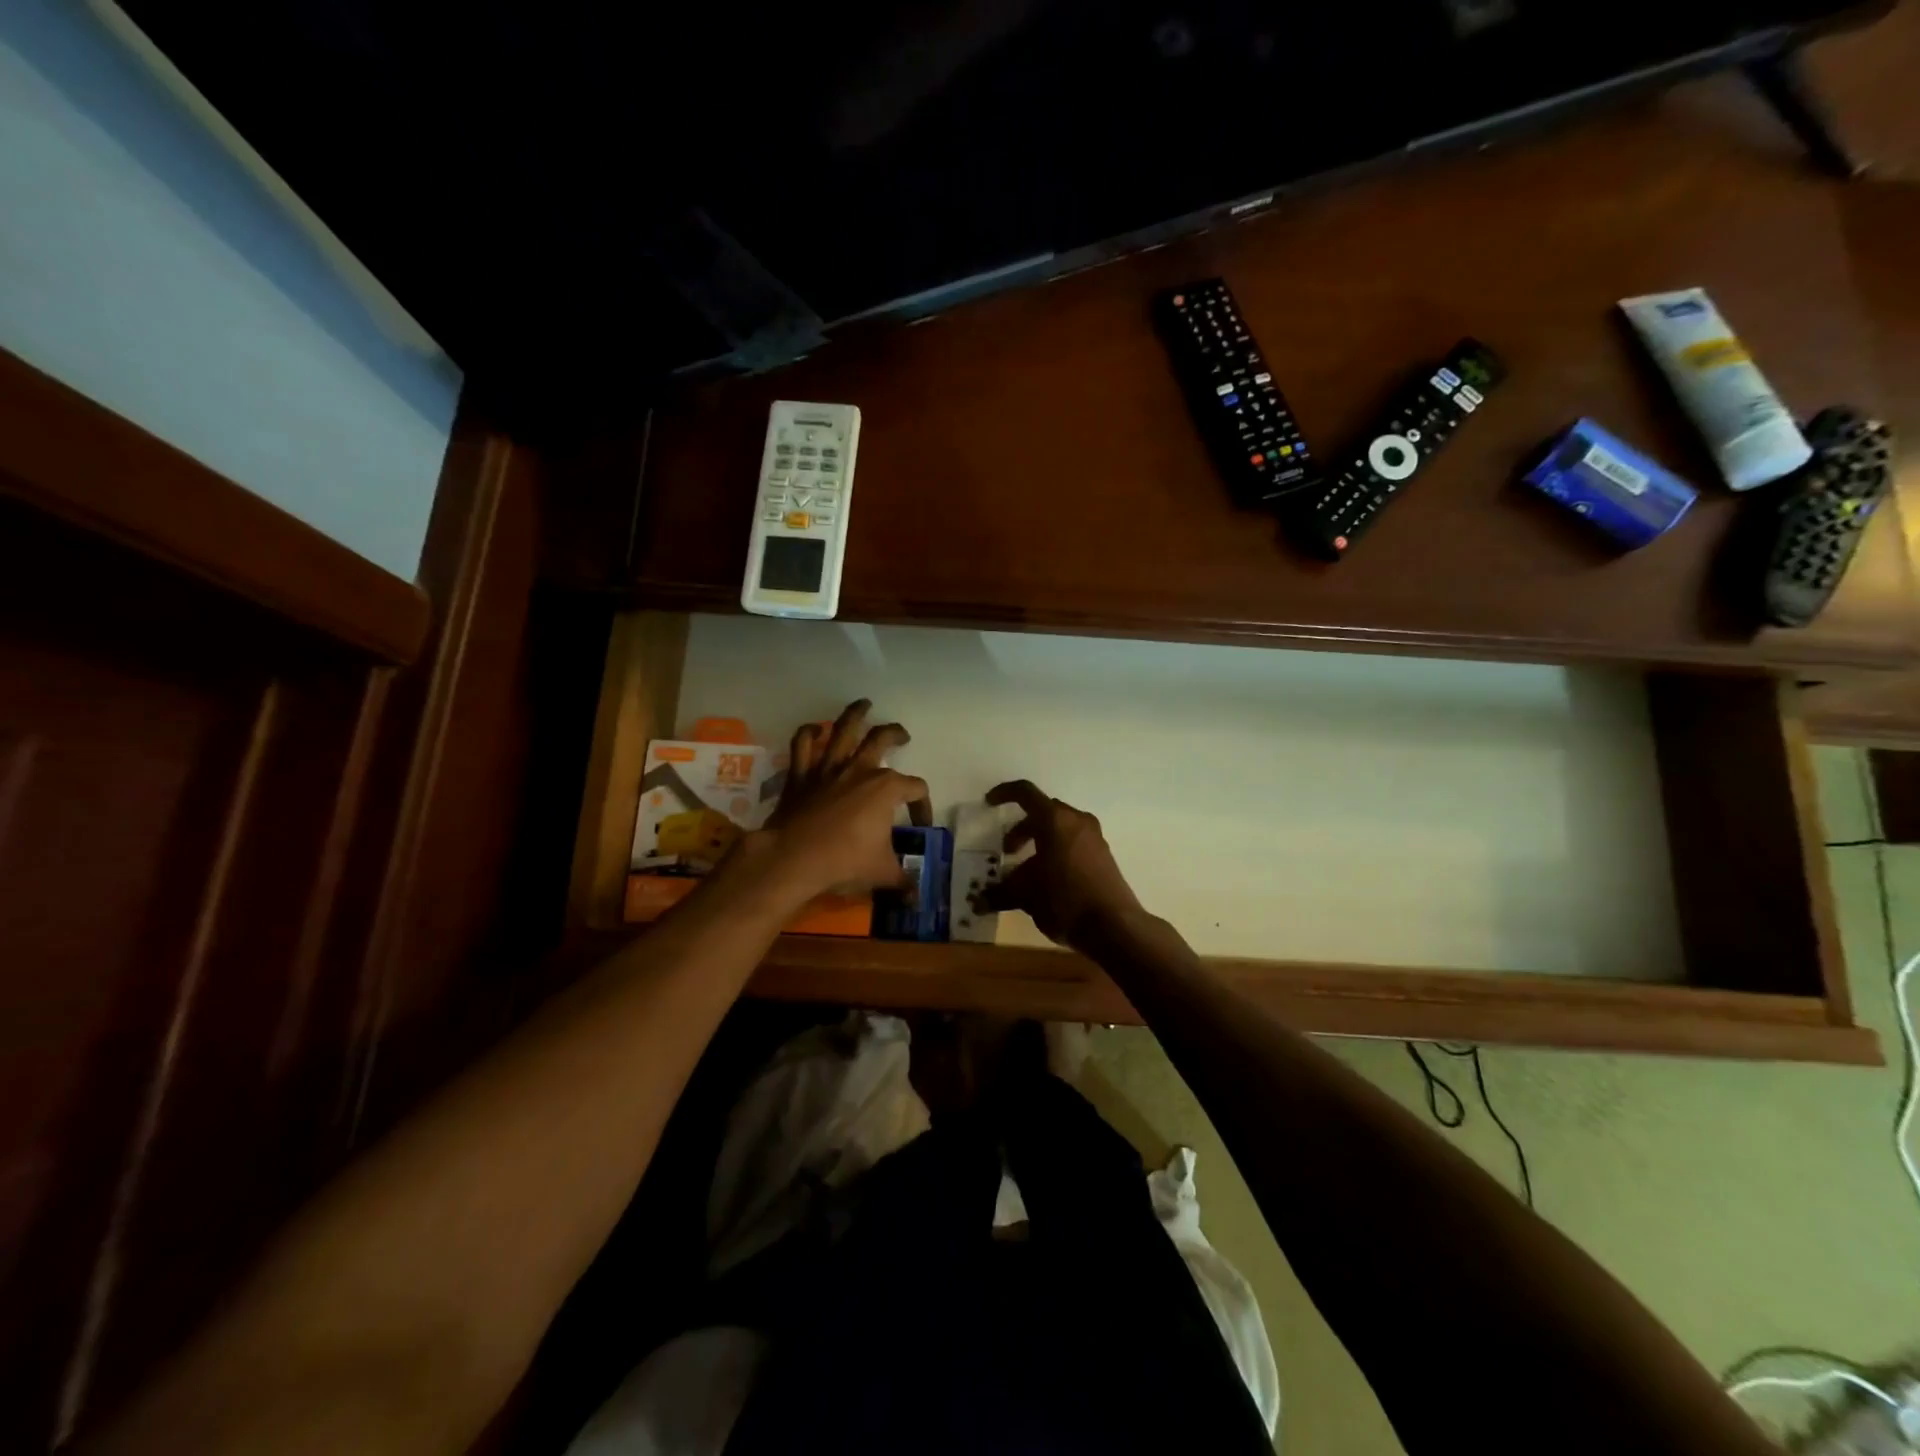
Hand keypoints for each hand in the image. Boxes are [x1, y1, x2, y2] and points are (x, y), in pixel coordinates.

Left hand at [748, 700, 930, 903]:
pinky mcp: (801, 774)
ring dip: (855, 714)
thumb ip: (902, 880)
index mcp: (886, 788)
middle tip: (902, 735)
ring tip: (864, 704)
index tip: (919, 825)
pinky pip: (803, 745)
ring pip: (843, 730)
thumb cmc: (845, 862)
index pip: (916, 788)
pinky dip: (808, 733)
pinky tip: (814, 729)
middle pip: (882, 739)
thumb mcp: (882, 873)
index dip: (922, 805)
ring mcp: (828, 768)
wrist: (794, 857)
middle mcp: (860, 769)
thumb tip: (916, 897)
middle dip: (896, 733)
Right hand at [977, 780, 1143, 951]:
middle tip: (1008, 850)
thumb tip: (978, 902)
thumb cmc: (1064, 900)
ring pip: (1060, 827)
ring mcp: (1094, 837)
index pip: (1025, 793)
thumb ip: (1000, 893)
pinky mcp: (1104, 855)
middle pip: (1043, 812)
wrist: (1114, 926)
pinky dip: (1056, 851)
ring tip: (1027, 870)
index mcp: (1055, 820)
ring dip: (1039, 841)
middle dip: (1021, 828)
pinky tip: (1049, 879)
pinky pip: (1074, 842)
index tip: (989, 803)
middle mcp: (1076, 821)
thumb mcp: (1025, 895)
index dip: (1004, 794)